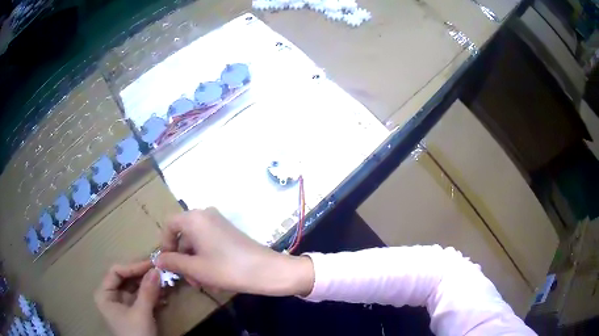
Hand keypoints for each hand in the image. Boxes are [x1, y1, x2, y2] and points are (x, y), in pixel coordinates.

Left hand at [95, 261, 160, 335]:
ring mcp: (122, 303)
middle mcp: (111, 295)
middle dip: (143, 275)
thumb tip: (157, 269)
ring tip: (165, 282)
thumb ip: (147, 291)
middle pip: (126, 278)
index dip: (133, 266)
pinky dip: (152, 295)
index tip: (152, 264)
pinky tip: (164, 296)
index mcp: (105, 294)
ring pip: (135, 287)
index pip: (116, 272)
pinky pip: (141, 297)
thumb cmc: (136, 334)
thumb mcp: (141, 314)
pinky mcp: (133, 310)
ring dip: (150, 285)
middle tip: (160, 270)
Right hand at [156, 207, 313, 296]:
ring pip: (197, 243)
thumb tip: (157, 259)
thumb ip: (173, 262)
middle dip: (183, 260)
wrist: (267, 270)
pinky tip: (214, 279)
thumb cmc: (226, 269)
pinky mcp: (229, 233)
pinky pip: (209, 244)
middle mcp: (205, 215)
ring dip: (195, 264)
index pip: (169, 225)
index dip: (165, 244)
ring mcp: (219, 224)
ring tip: (203, 284)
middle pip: (184, 236)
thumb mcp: (196, 268)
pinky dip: (206, 260)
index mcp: (194, 218)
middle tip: (190, 281)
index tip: (168, 263)